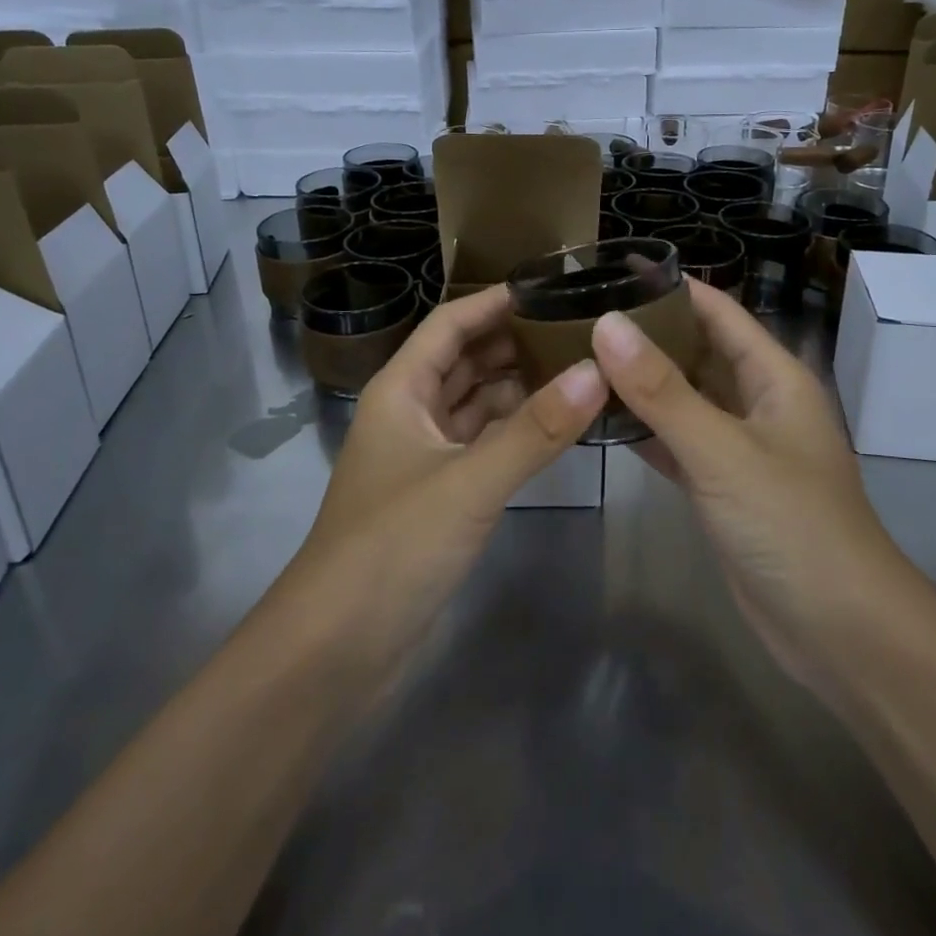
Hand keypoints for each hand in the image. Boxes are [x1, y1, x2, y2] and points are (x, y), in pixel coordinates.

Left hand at [291, 286, 607, 673]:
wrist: (336, 649)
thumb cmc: (392, 546)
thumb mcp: (469, 482)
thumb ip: (535, 429)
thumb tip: (598, 371)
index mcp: (401, 390)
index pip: (450, 324)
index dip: (495, 301)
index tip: (551, 286)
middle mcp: (411, 413)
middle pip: (467, 360)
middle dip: (516, 342)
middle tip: (582, 328)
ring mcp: (425, 456)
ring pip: (478, 404)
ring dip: (520, 386)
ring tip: (582, 368)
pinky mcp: (441, 495)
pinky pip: (485, 444)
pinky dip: (517, 431)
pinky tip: (558, 425)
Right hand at [591, 283, 898, 695]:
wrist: (839, 631)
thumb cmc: (791, 524)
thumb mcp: (723, 451)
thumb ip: (662, 390)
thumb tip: (606, 323)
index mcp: (774, 376)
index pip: (719, 311)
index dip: (672, 287)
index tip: (613, 270)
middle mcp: (758, 402)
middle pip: (698, 351)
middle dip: (647, 333)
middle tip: (579, 316)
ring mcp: (739, 447)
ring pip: (684, 398)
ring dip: (641, 382)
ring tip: (578, 358)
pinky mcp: (722, 487)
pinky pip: (677, 442)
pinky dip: (644, 430)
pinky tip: (600, 419)